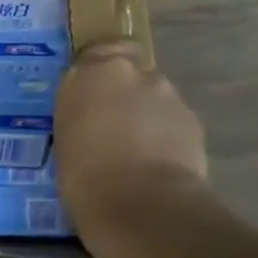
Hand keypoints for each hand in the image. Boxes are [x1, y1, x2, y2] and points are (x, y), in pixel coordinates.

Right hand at [54, 41, 206, 242]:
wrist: (142, 205)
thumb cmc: (84, 177)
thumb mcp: (65, 140)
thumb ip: (81, 116)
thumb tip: (92, 119)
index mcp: (87, 74)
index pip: (96, 52)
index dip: (98, 71)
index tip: (92, 93)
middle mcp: (128, 72)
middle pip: (129, 71)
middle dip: (124, 90)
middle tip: (114, 123)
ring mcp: (165, 93)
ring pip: (154, 94)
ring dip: (147, 112)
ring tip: (138, 149)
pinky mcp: (192, 118)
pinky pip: (173, 119)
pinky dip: (166, 133)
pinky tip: (159, 162)